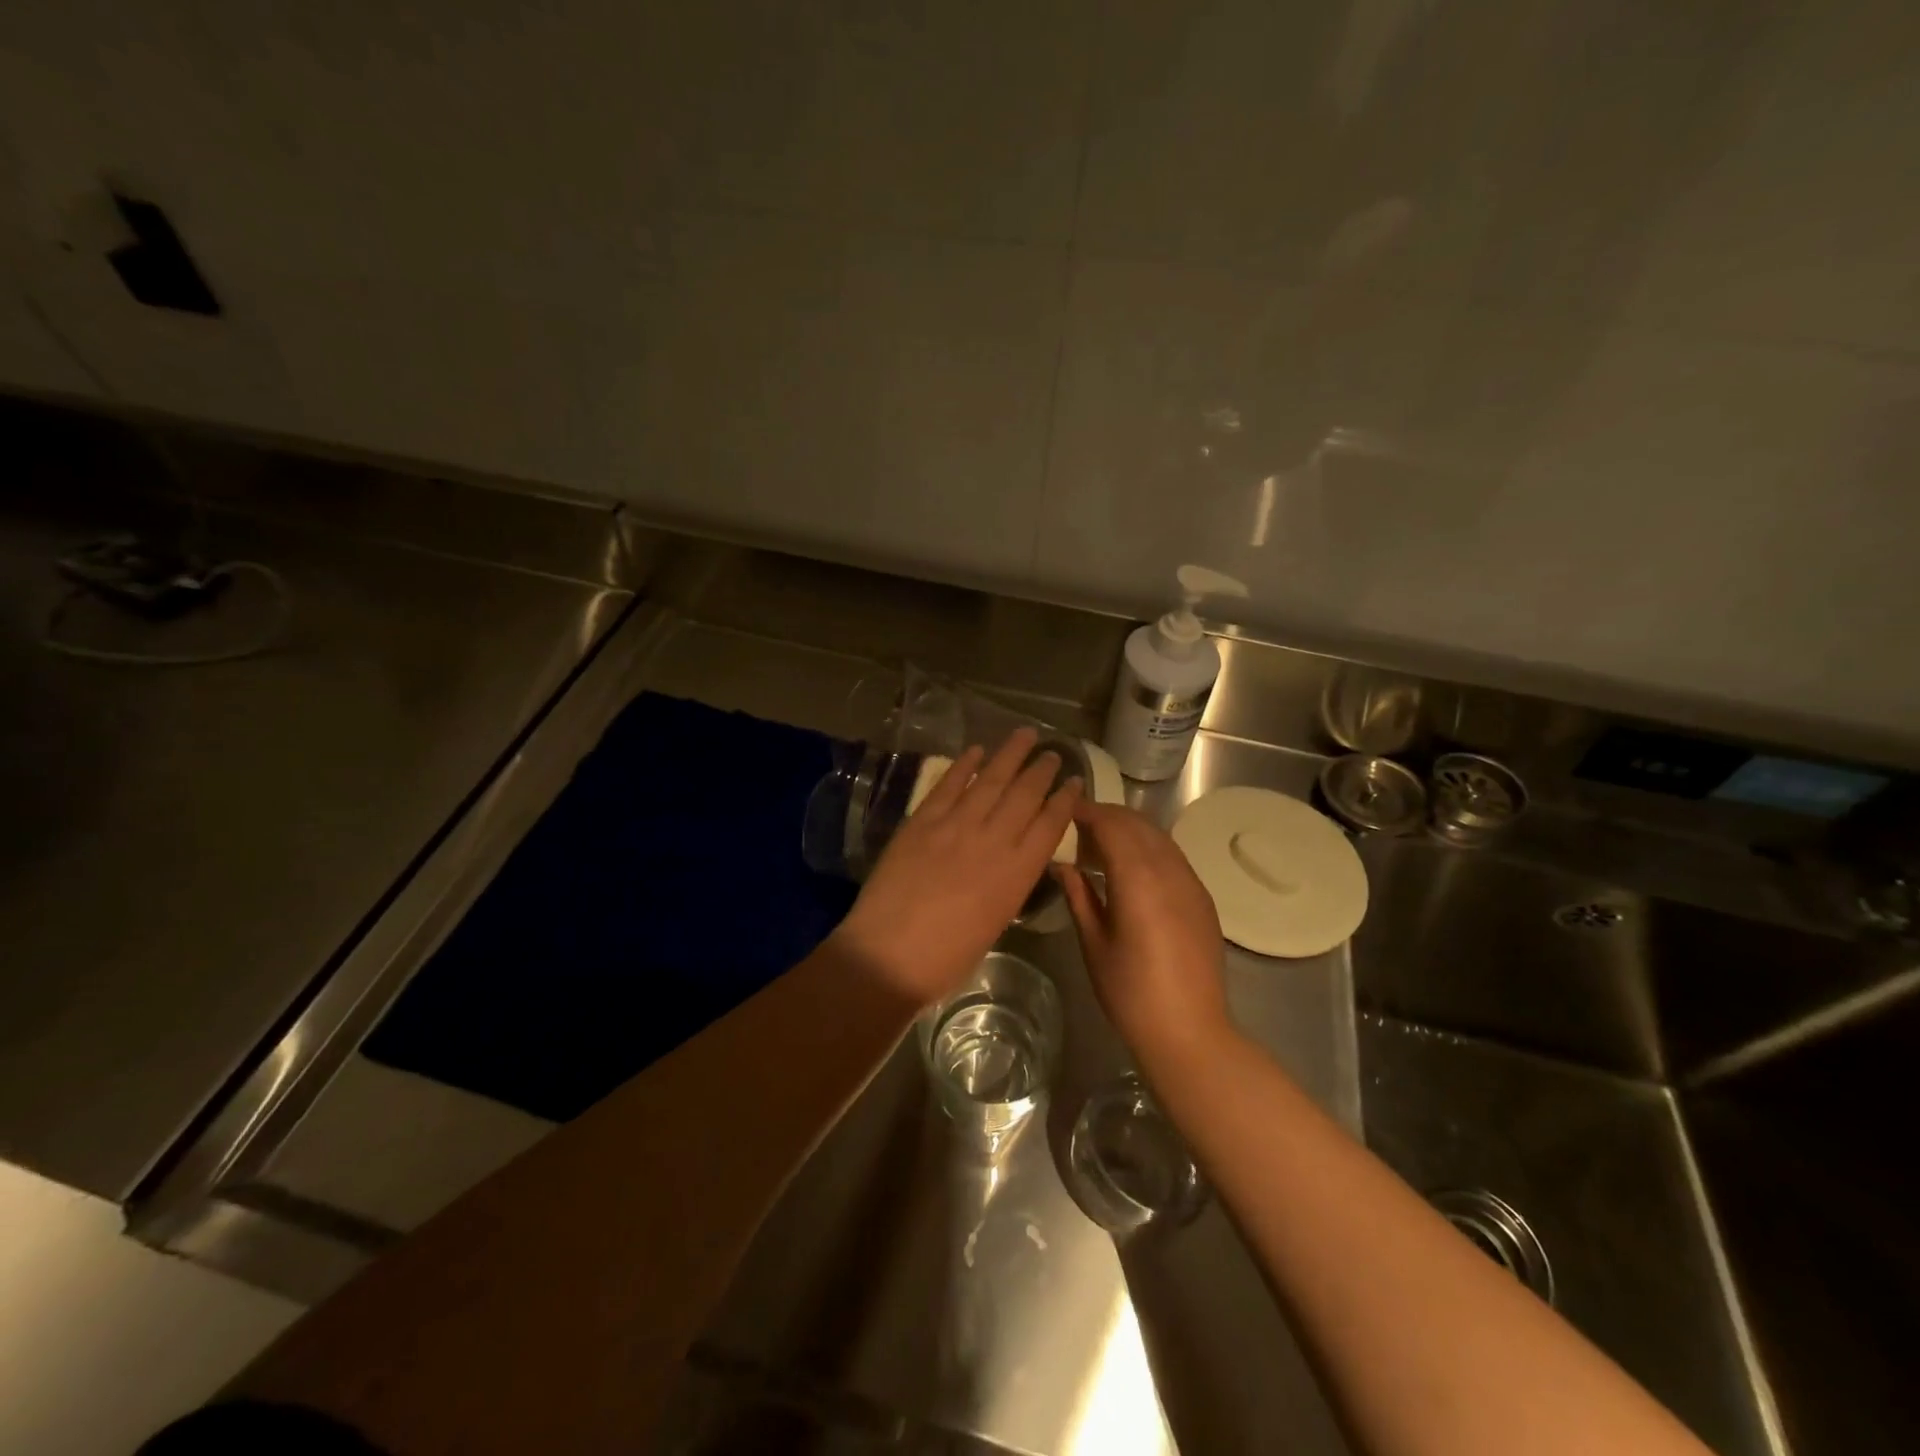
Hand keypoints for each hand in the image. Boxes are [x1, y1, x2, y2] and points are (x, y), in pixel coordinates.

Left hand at [835, 727, 1081, 1005]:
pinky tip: (977, 750)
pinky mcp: (922, 820)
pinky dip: (964, 765)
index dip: (1065, 800)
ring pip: (991, 780)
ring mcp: (956, 825)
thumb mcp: (996, 922)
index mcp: (1017, 873)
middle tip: (1053, 753)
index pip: (1050, 825)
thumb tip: (1012, 859)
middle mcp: (994, 840)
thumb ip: (1009, 884)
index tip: (1074, 782)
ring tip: (1026, 734)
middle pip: (1025, 795)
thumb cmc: (947, 957)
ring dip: (1010, 754)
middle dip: (1042, 770)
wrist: (889, 955)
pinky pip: (948, 785)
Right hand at [1055, 801, 1230, 1070]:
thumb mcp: (1095, 943)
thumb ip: (1079, 895)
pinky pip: (1173, 857)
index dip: (1088, 812)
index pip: (1112, 825)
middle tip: (1078, 827)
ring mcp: (1191, 883)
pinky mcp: (1203, 898)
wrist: (1190, 1031)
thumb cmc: (1130, 992)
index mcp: (1138, 879)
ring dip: (1130, 830)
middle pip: (1138, 824)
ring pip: (1159, 837)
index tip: (1065, 810)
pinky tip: (1132, 869)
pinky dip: (1149, 849)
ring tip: (1101, 846)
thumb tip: (1062, 864)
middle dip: (1108, 817)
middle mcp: (1169, 871)